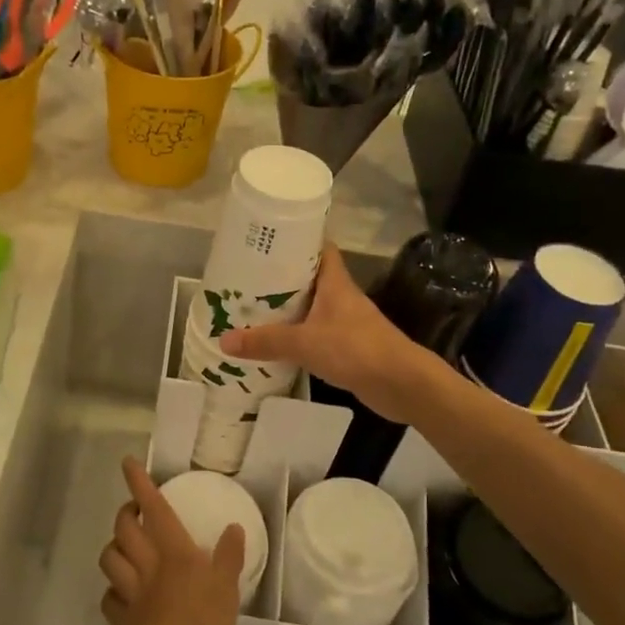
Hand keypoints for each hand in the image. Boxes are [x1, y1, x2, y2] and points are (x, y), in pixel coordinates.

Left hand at [99, 456, 243, 624]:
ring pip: (109, 558)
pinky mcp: (120, 617)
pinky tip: (120, 595)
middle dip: (124, 513)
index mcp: (172, 548)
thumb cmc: (199, 617)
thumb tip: (234, 528)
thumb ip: (229, 556)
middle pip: (123, 528)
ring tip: (122, 548)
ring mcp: (129, 590)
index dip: (139, 483)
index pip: (153, 506)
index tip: (127, 463)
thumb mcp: (227, 586)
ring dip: (113, 548)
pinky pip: (110, 598)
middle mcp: (146, 562)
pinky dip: (113, 592)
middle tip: (133, 511)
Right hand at [218, 245, 429, 422]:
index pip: (320, 248)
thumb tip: (223, 340)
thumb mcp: (304, 343)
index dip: (298, 240)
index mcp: (335, 282)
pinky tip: (277, 343)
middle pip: (310, 278)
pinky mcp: (348, 347)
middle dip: (282, 278)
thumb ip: (265, 341)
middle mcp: (341, 297)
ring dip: (289, 309)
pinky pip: (316, 333)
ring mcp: (347, 322)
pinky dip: (298, 335)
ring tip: (254, 310)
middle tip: (248, 278)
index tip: (269, 241)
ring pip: (312, 307)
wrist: (401, 384)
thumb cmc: (355, 349)